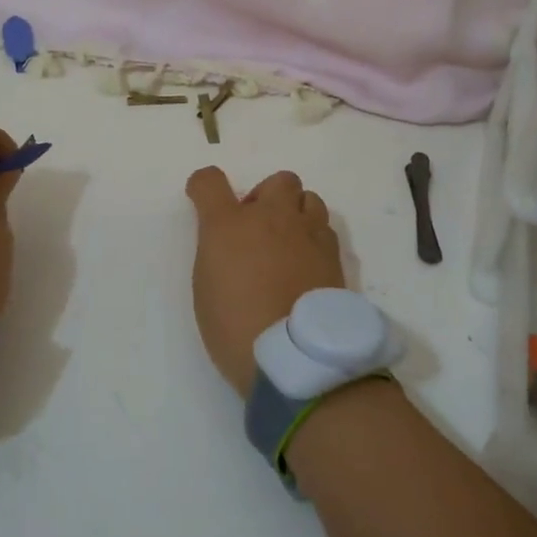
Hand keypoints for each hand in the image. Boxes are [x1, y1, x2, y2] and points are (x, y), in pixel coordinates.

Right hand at [185, 167, 345, 397]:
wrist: (293, 355)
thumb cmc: (235, 327)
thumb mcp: (207, 287)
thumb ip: (217, 250)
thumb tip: (230, 241)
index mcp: (228, 225)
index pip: (210, 181)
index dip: (203, 186)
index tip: (203, 200)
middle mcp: (270, 217)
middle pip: (278, 180)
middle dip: (267, 197)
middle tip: (258, 228)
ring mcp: (306, 232)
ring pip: (308, 198)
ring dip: (296, 213)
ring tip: (288, 244)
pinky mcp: (332, 252)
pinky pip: (324, 227)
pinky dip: (314, 237)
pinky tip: (307, 263)